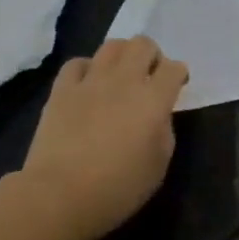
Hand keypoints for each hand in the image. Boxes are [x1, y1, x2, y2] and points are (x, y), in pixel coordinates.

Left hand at [20, 37, 188, 239]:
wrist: (59, 195)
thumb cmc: (117, 189)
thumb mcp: (158, 167)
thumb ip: (164, 132)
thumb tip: (158, 115)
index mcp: (153, 100)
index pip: (174, 68)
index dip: (178, 74)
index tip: (176, 87)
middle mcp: (124, 81)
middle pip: (143, 44)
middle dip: (151, 56)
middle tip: (149, 77)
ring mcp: (91, 81)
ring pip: (112, 46)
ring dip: (122, 56)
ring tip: (120, 76)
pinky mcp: (62, 89)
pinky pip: (77, 63)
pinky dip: (87, 69)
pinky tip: (87, 84)